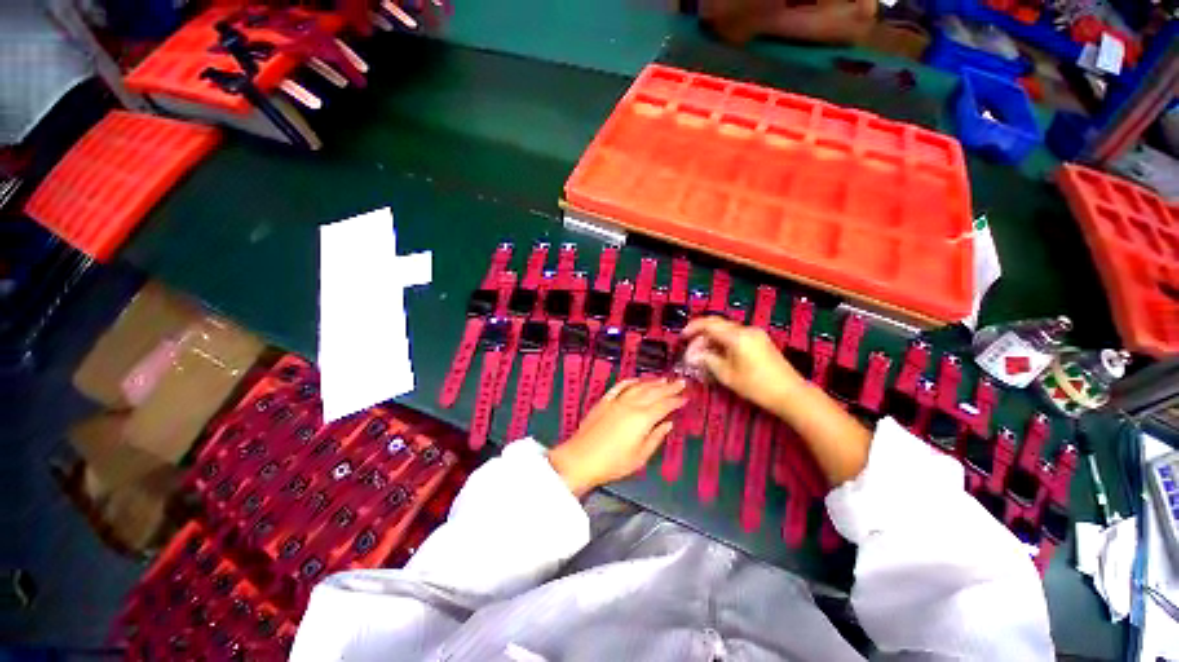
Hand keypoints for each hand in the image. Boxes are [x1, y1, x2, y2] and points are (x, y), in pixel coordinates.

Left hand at [548, 378, 686, 496]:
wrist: (581, 458)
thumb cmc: (613, 463)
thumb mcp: (640, 456)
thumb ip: (655, 437)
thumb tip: (668, 424)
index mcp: (643, 419)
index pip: (664, 405)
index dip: (676, 400)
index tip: (686, 397)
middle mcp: (631, 405)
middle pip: (653, 392)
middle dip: (669, 387)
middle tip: (681, 381)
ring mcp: (617, 401)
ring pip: (638, 387)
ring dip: (652, 382)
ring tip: (664, 379)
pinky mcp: (604, 401)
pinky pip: (620, 386)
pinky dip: (630, 381)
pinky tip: (637, 379)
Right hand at [681, 316, 803, 414]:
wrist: (791, 394)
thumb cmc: (756, 386)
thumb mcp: (726, 375)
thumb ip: (707, 360)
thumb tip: (694, 354)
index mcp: (737, 336)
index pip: (709, 324)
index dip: (692, 328)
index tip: (682, 337)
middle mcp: (746, 330)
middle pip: (717, 325)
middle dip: (701, 335)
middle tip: (691, 349)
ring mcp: (755, 334)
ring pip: (726, 330)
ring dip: (712, 339)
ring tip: (702, 355)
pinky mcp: (760, 341)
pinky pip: (736, 336)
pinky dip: (723, 342)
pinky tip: (718, 355)